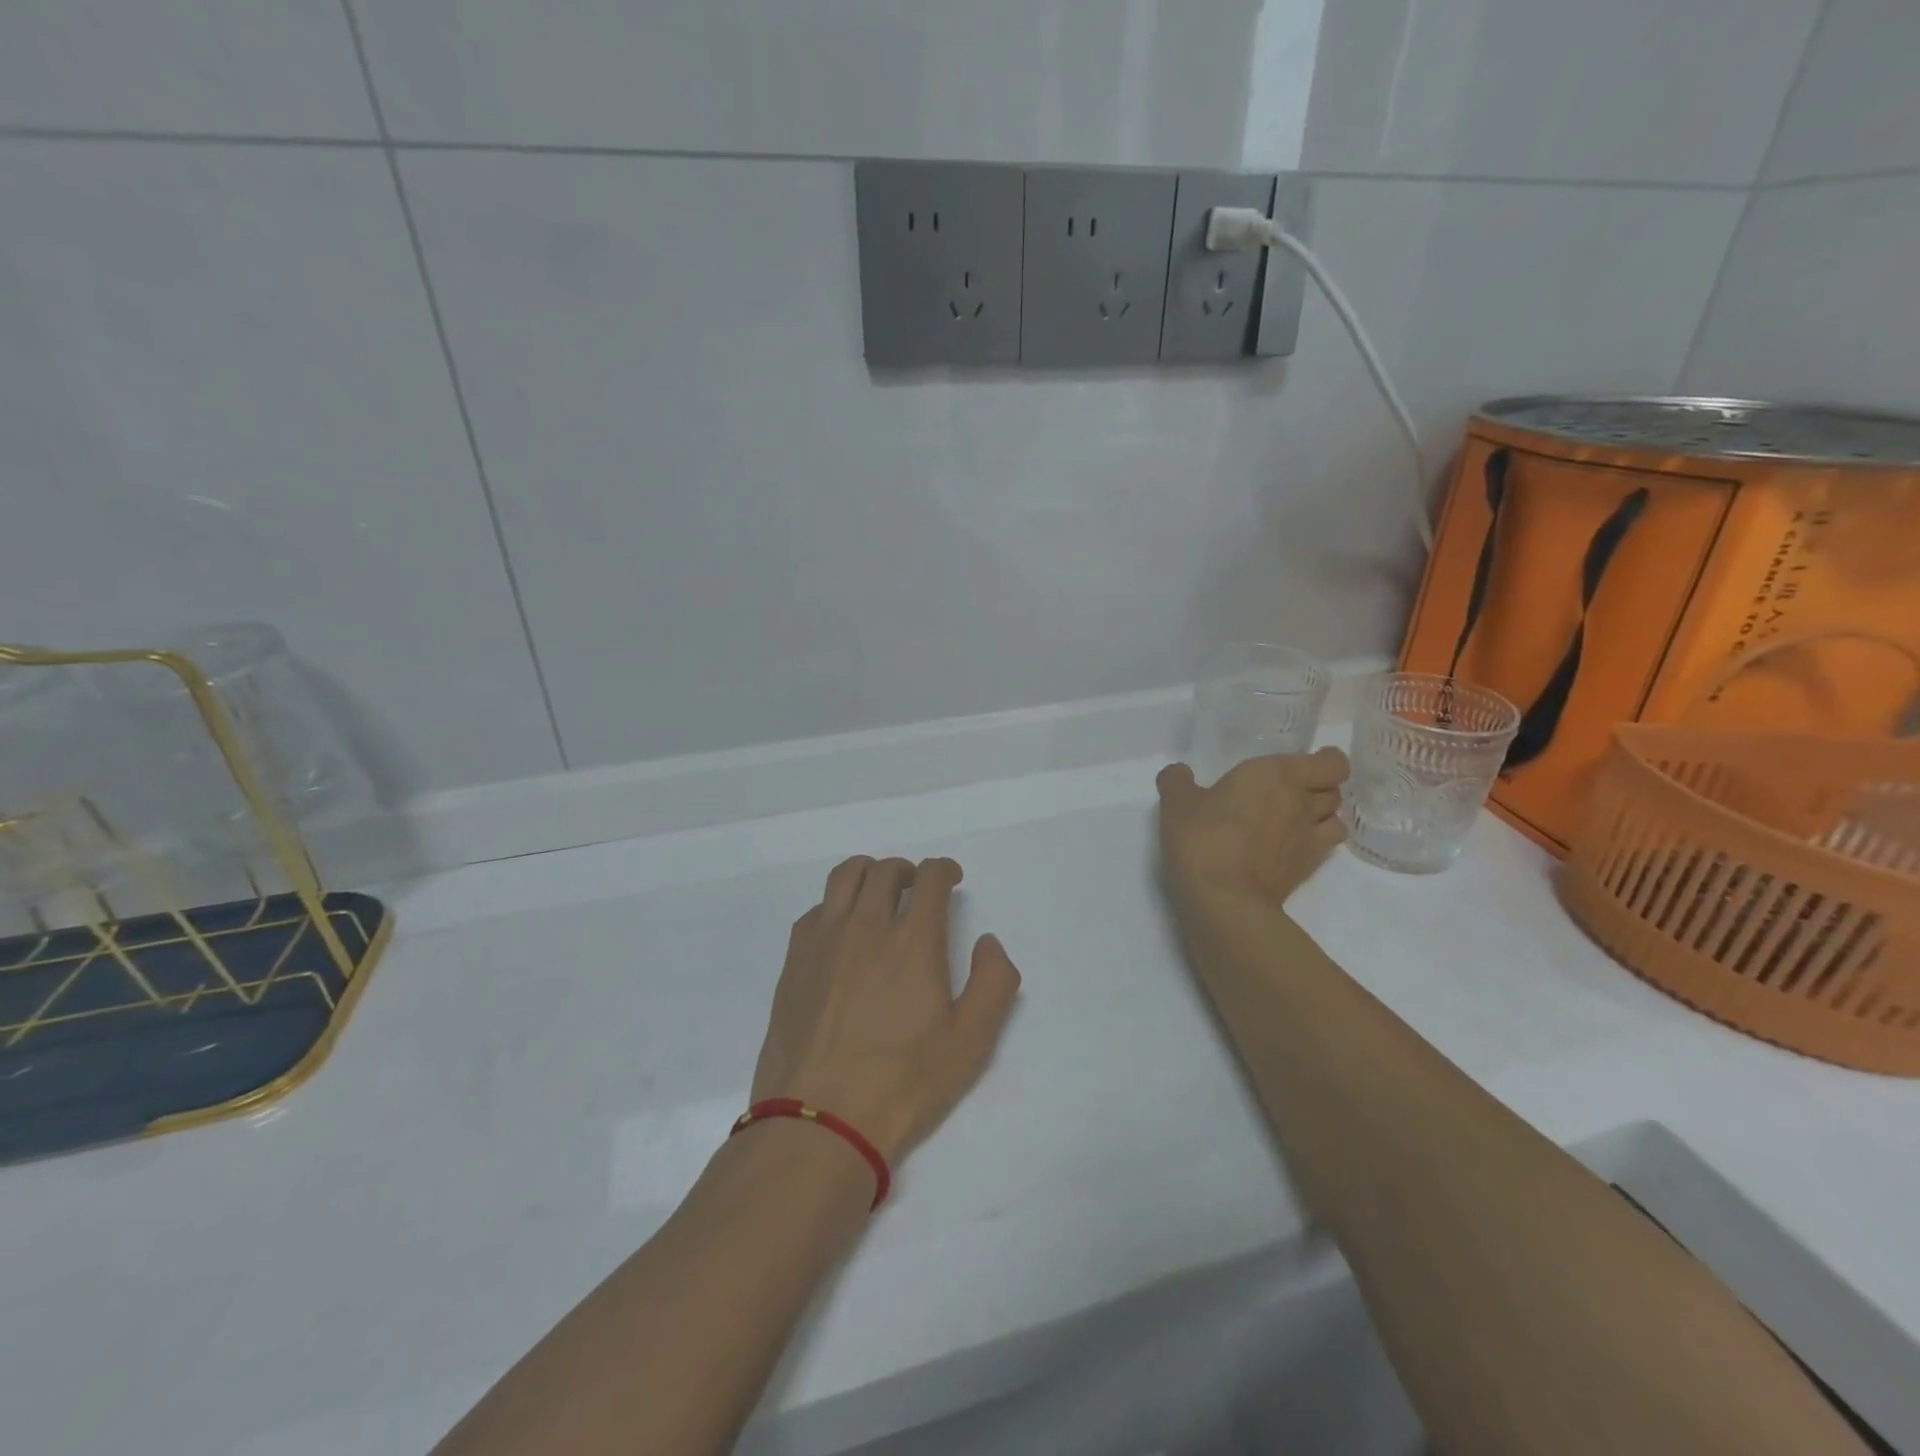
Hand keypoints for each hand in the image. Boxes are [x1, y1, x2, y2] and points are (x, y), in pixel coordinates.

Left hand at [750, 856, 1021, 1164]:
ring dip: (868, 874)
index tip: (951, 879)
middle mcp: (865, 926)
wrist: (820, 1122)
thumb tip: (987, 942)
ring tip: (878, 895)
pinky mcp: (794, 961)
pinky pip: (816, 910)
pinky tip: (842, 931)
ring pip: (844, 877)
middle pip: (884, 870)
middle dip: (907, 871)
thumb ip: (994, 982)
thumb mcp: (971, 1042)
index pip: (929, 878)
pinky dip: (836, 905)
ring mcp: (823, 941)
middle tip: (916, 889)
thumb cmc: (903, 1083)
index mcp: (912, 940)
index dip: (944, 870)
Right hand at [1156, 748, 1349, 918]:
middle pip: (1334, 791)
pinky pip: (1322, 849)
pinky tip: (1286, 848)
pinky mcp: (1306, 872)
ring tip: (1292, 820)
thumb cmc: (1204, 837)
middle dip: (1318, 788)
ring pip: (1334, 820)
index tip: (1306, 763)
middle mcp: (1302, 803)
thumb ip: (1177, 781)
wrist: (1224, 899)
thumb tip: (1179, 773)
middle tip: (1288, 791)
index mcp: (1279, 775)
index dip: (1324, 761)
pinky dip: (1312, 845)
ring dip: (1320, 817)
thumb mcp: (1177, 803)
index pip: (1331, 763)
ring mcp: (1309, 840)